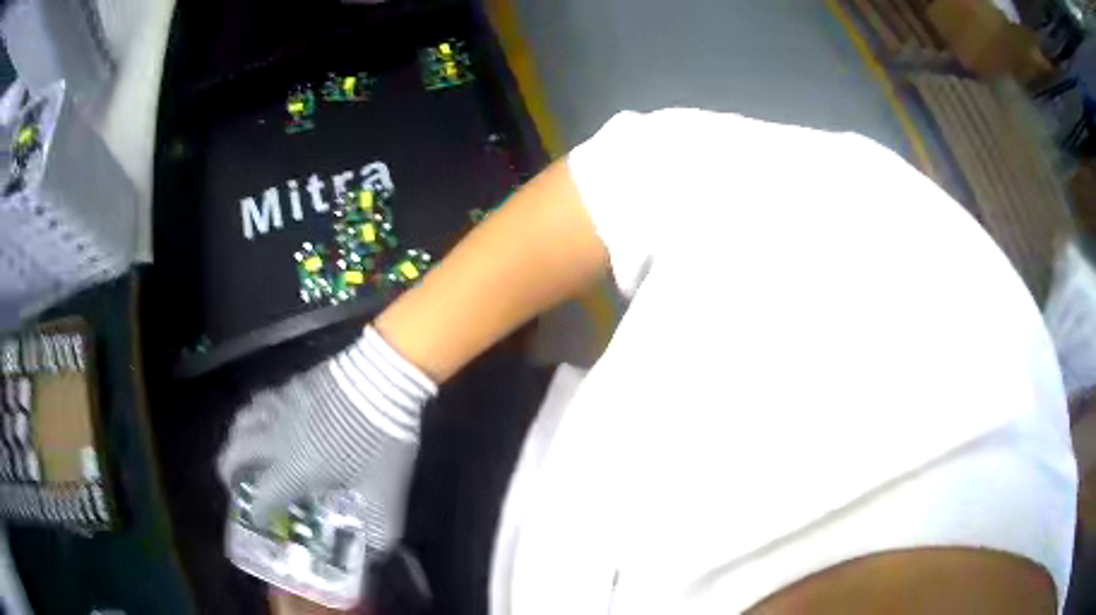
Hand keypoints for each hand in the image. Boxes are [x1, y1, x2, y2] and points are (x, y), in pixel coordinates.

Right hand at [218, 326, 436, 552]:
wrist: (382, 378)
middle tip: (240, 486)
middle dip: (229, 474)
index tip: (260, 522)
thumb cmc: (379, 440)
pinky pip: (259, 401)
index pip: (260, 497)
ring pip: (240, 422)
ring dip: (237, 441)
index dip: (256, 514)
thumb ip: (380, 530)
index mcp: (292, 468)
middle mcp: (275, 437)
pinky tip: (269, 421)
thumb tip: (378, 555)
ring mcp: (280, 407)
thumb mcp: (385, 492)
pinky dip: (254, 415)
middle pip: (233, 453)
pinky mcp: (290, 385)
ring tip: (248, 453)